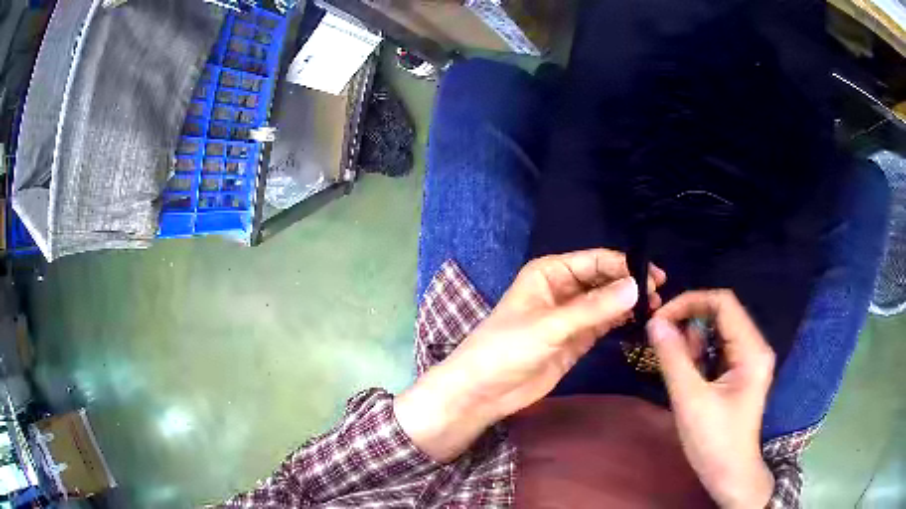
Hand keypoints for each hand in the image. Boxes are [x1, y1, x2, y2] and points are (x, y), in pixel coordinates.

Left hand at [395, 249, 665, 461]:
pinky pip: (603, 324)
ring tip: (656, 309)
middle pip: (604, 280)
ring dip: (629, 303)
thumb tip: (637, 287)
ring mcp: (571, 315)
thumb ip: (595, 308)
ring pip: (607, 302)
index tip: (654, 278)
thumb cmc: (507, 348)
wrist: (484, 391)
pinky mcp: (576, 339)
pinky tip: (640, 322)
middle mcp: (563, 288)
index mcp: (550, 272)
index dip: (625, 266)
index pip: (595, 261)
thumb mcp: (551, 325)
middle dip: (630, 284)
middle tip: (659, 295)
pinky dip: (621, 321)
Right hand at [647, 290, 775, 508]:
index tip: (660, 320)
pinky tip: (690, 376)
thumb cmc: (714, 441)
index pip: (723, 302)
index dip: (690, 303)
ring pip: (718, 331)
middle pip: (721, 314)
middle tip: (664, 347)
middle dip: (690, 324)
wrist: (730, 475)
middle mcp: (755, 346)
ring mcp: (750, 359)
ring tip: (679, 369)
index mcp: (751, 349)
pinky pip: (719, 349)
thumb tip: (655, 323)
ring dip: (693, 342)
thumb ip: (673, 358)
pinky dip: (700, 355)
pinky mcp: (741, 372)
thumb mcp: (690, 400)